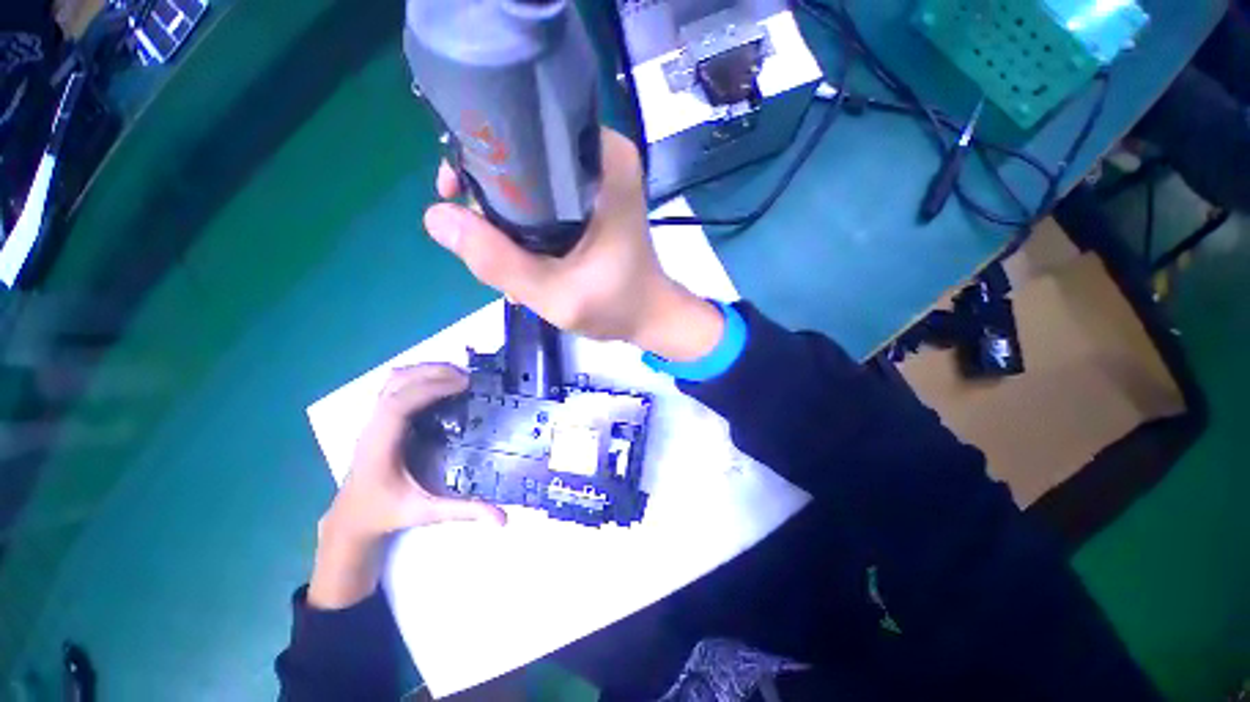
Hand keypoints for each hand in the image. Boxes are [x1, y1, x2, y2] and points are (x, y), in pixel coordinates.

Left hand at [309, 364, 504, 608]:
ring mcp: (373, 419)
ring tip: (457, 376)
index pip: (399, 404)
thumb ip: (463, 512)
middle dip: (432, 373)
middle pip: (396, 383)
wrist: (350, 518)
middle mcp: (373, 425)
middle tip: (468, 377)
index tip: (464, 384)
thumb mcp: (424, 513)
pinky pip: (395, 386)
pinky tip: (439, 384)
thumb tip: (503, 519)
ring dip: (425, 371)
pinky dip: (418, 377)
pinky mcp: (379, 418)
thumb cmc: (385, 513)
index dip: (430, 388)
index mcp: (380, 445)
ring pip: (394, 380)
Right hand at [423, 128, 724, 361]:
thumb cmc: (615, 305)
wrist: (647, 315)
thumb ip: (499, 261)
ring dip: (508, 214)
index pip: (523, 132)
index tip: (457, 194)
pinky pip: (543, 195)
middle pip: (523, 154)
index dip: (481, 159)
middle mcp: (602, 156)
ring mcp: (599, 176)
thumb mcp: (556, 294)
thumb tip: (437, 218)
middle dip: (494, 196)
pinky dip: (527, 221)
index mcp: (604, 161)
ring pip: (529, 178)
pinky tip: (526, 256)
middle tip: (487, 240)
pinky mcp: (594, 197)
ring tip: (509, 258)